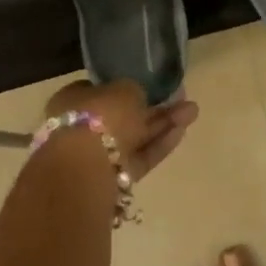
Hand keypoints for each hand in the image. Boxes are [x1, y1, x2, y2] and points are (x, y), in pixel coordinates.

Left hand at [41, 78, 199, 181]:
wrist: (86, 168)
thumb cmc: (100, 116)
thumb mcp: (124, 88)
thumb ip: (134, 90)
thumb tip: (138, 95)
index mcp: (72, 101)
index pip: (102, 91)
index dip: (127, 88)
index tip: (150, 85)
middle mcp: (81, 128)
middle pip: (122, 116)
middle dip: (153, 109)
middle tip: (182, 99)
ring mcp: (96, 156)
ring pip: (134, 137)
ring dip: (162, 125)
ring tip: (193, 112)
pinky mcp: (113, 179)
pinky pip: (138, 157)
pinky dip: (158, 145)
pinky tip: (182, 131)